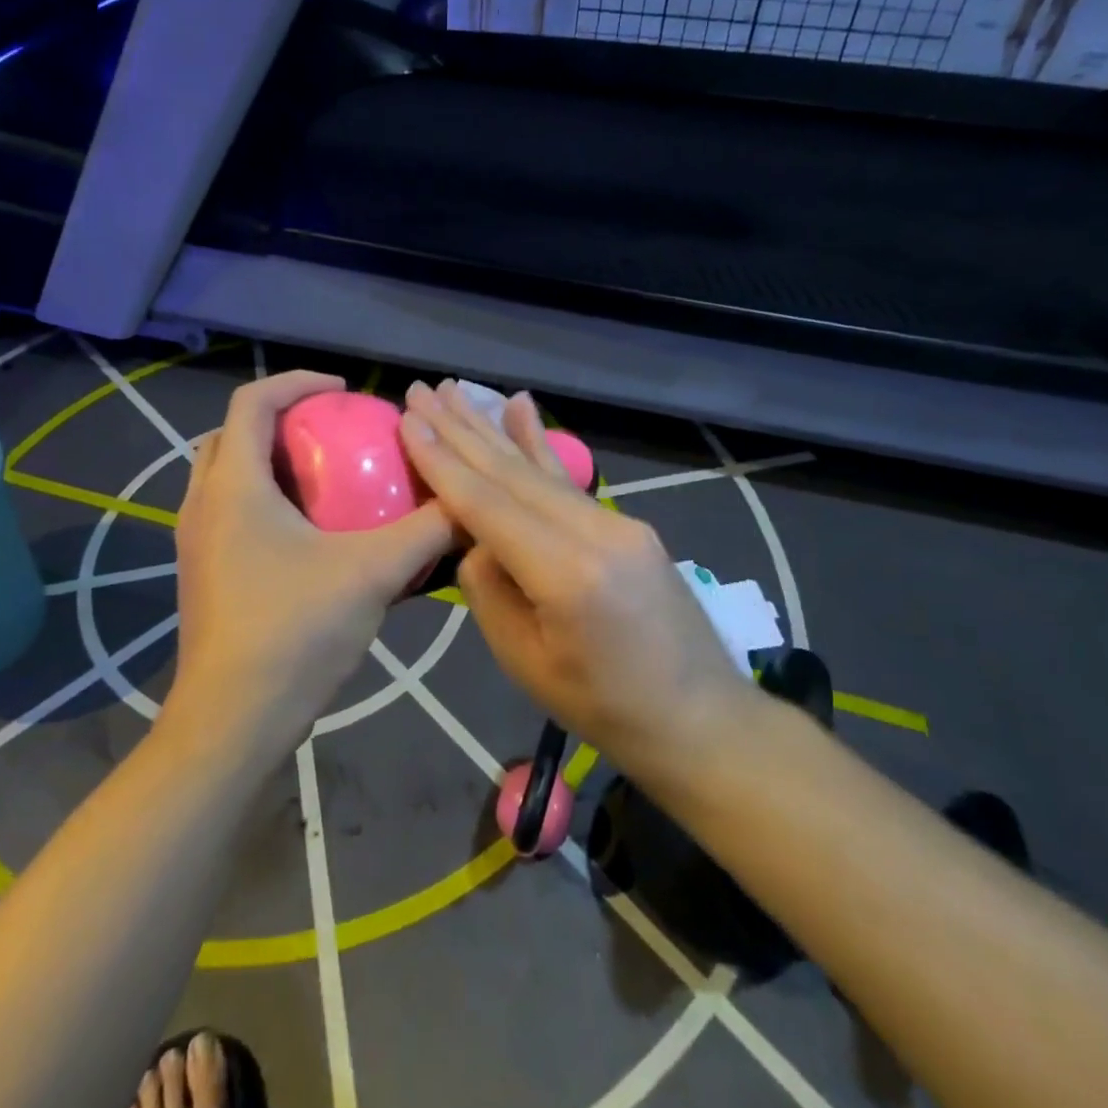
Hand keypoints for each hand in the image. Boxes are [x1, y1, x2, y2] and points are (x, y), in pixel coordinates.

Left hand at [170, 372, 454, 757]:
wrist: (232, 721)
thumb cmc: (295, 632)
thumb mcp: (373, 573)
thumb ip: (426, 532)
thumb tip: (468, 501)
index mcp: (234, 485)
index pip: (252, 401)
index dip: (298, 382)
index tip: (344, 391)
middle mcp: (202, 503)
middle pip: (231, 434)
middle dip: (277, 419)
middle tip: (329, 432)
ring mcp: (194, 541)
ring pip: (224, 476)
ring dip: (267, 461)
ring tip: (321, 478)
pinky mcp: (200, 574)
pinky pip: (226, 512)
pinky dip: (261, 500)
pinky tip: (306, 534)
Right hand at [398, 381, 755, 774]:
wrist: (698, 717)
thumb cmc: (602, 707)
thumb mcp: (524, 660)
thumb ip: (489, 588)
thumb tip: (477, 539)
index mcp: (564, 574)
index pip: (487, 504)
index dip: (442, 462)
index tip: (409, 421)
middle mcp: (593, 532)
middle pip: (511, 472)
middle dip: (460, 430)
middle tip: (423, 390)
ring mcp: (617, 522)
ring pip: (540, 468)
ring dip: (493, 428)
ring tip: (458, 390)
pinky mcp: (627, 524)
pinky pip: (569, 481)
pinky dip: (539, 444)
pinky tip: (522, 407)